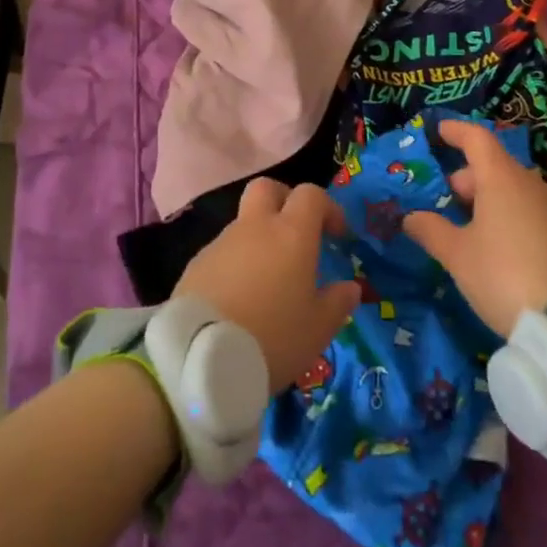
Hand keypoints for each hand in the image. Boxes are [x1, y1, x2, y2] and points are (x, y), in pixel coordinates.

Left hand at [173, 179, 361, 393]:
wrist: (201, 357)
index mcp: (291, 234)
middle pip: (267, 189)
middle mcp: (255, 227)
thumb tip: (350, 287)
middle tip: (296, 232)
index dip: (327, 208)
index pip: (310, 195)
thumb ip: (338, 303)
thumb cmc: (273, 337)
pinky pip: (223, 252)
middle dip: (284, 200)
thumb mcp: (319, 328)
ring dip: (258, 239)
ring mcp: (221, 243)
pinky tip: (239, 298)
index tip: (336, 235)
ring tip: (267, 281)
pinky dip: (236, 264)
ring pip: (243, 223)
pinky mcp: (196, 264)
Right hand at [404, 120, 546, 338]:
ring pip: (514, 190)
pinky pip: (531, 211)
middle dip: (468, 178)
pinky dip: (511, 216)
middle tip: (446, 201)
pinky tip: (500, 246)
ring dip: (490, 199)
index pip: (477, 139)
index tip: (439, 132)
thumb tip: (411, 217)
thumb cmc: (502, 274)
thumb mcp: (457, 255)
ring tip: (470, 228)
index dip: (456, 132)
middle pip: (494, 167)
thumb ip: (431, 230)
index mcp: (501, 178)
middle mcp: (531, 184)